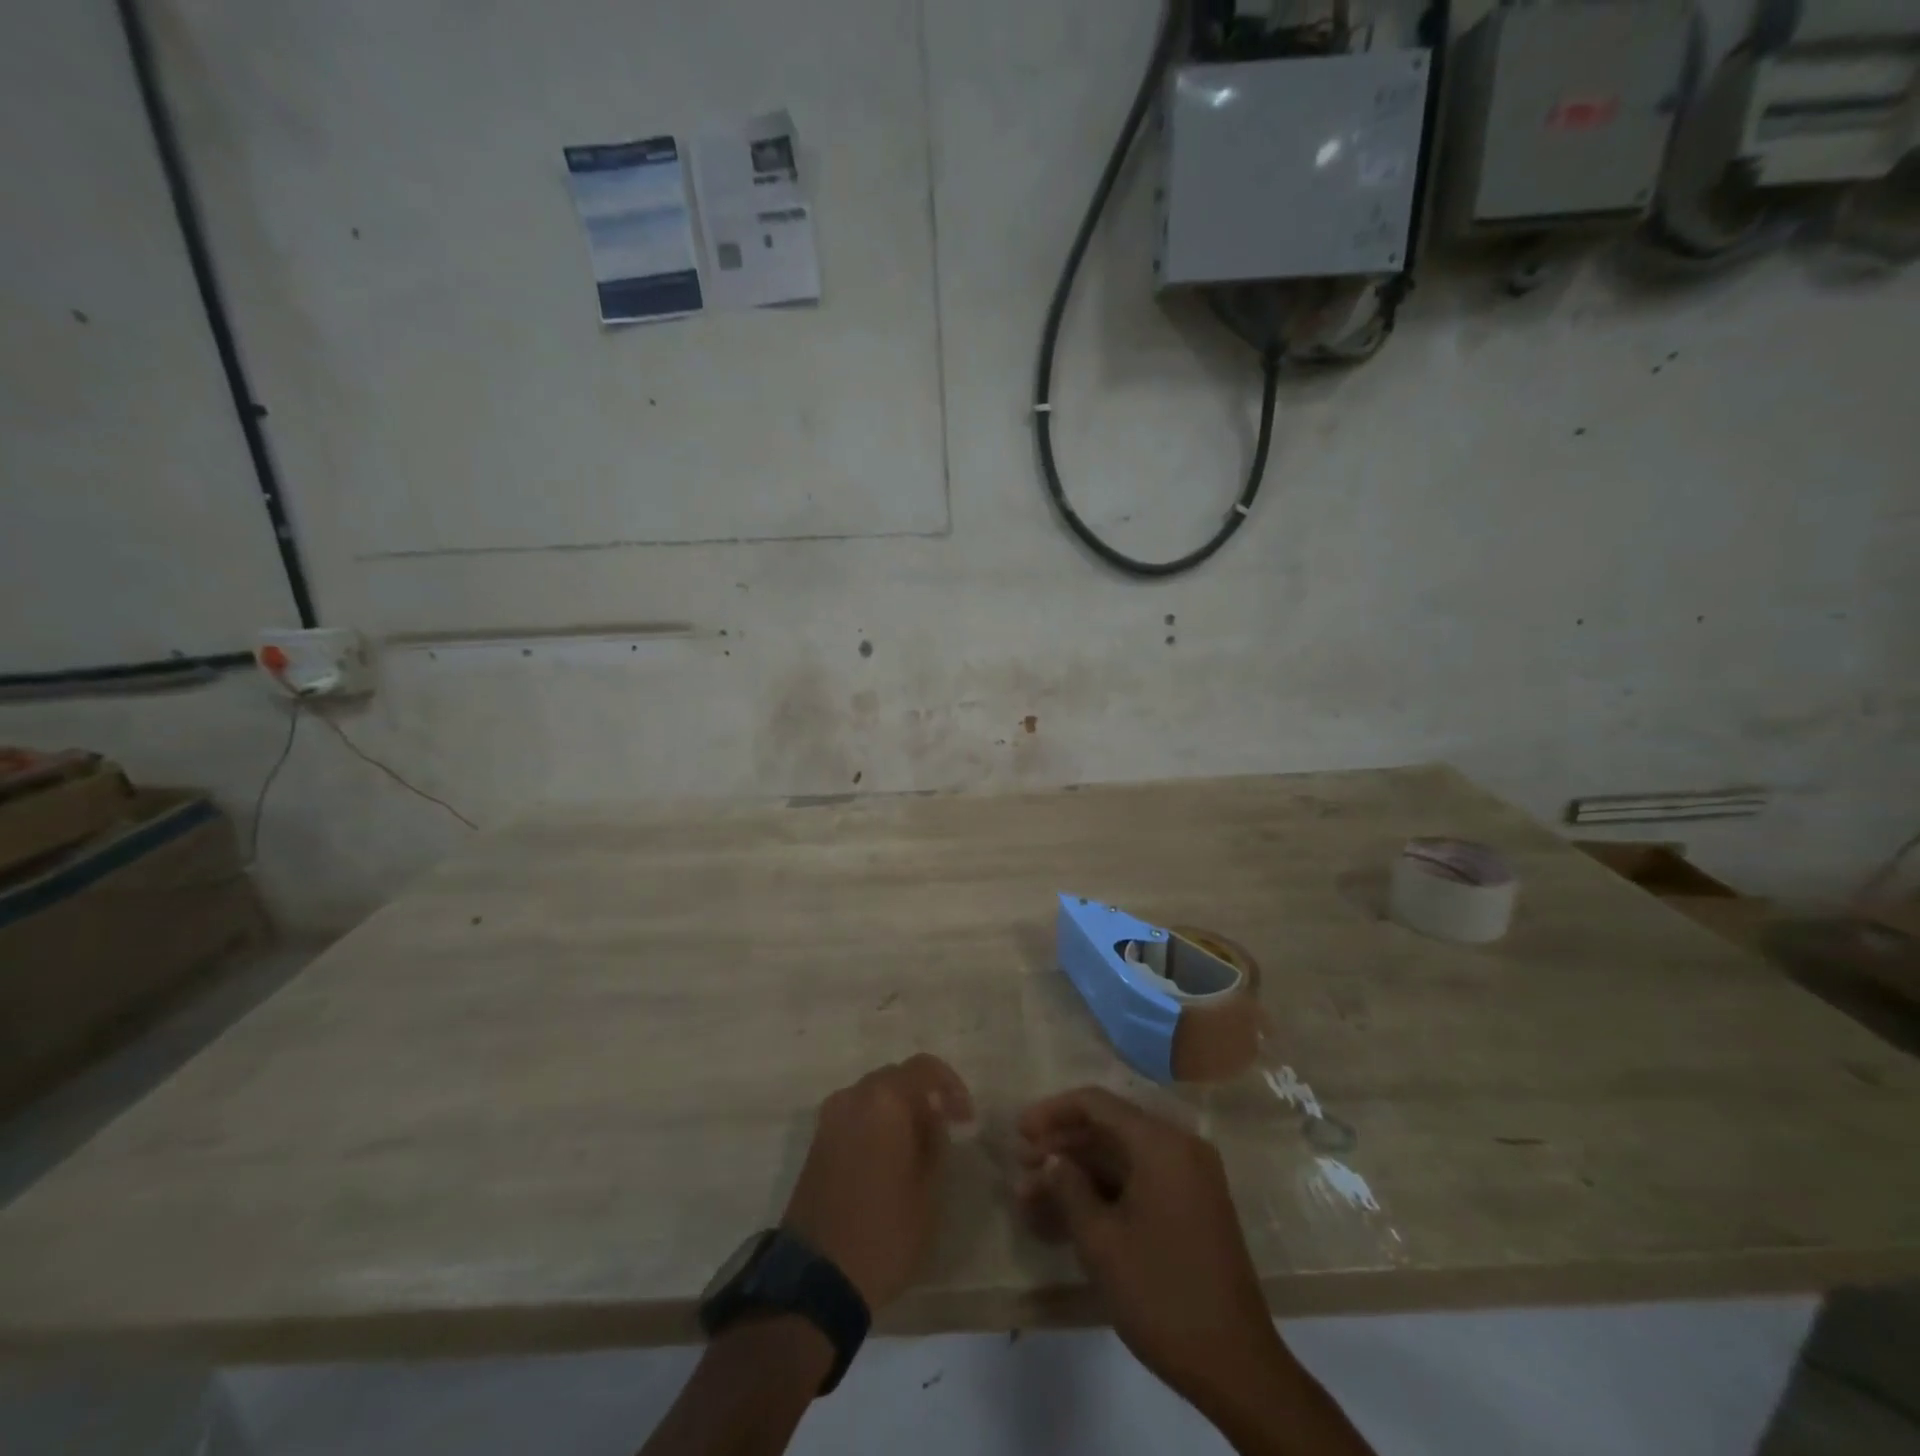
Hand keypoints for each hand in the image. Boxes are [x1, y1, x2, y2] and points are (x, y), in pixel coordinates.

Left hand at [782, 1054, 973, 1311]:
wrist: (815, 1279)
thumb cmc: (883, 1233)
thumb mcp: (928, 1190)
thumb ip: (935, 1139)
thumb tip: (933, 1112)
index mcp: (884, 1100)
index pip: (924, 1068)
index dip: (951, 1086)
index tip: (965, 1119)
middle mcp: (853, 1097)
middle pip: (896, 1077)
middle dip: (923, 1096)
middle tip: (945, 1129)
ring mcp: (830, 1118)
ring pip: (873, 1096)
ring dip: (898, 1110)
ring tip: (918, 1146)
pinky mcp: (817, 1142)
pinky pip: (854, 1116)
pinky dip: (876, 1124)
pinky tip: (889, 1157)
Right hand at [1015, 1087, 1283, 1412]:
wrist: (1237, 1367)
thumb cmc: (1161, 1294)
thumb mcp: (1101, 1242)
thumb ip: (1068, 1187)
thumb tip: (1051, 1159)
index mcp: (1161, 1143)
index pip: (1097, 1104)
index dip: (1053, 1112)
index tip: (1019, 1132)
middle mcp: (1179, 1148)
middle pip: (1108, 1129)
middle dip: (1061, 1148)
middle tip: (1020, 1168)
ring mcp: (1189, 1178)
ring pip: (1120, 1159)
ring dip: (1077, 1175)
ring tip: (1031, 1198)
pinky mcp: (1191, 1207)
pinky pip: (1138, 1183)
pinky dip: (1103, 1194)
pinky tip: (1065, 1217)